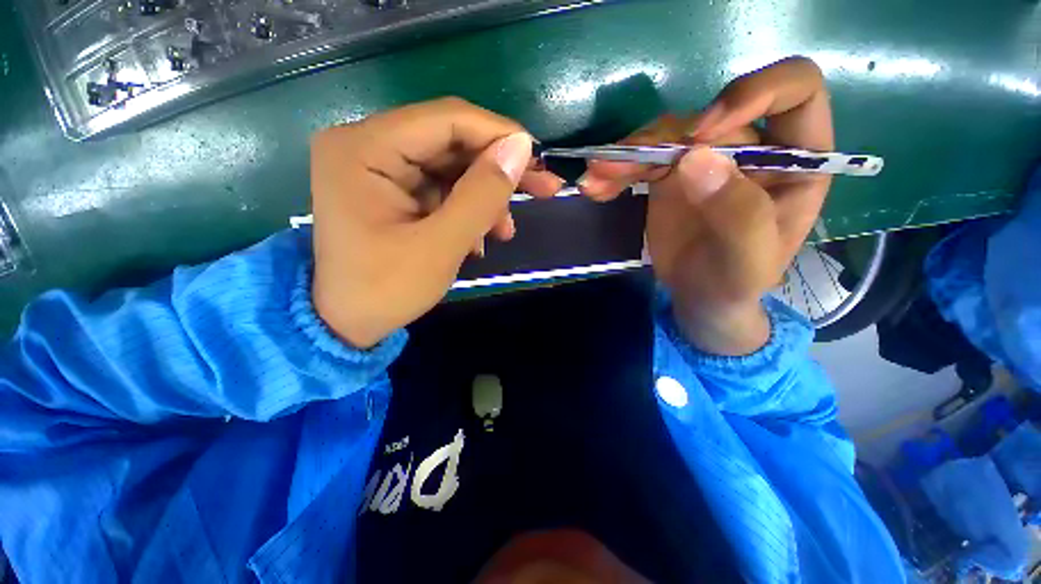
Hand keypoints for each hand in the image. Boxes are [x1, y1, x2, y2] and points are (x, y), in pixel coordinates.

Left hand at [311, 98, 562, 347]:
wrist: (348, 322)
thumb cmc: (386, 289)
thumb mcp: (442, 245)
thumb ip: (482, 194)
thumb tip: (521, 147)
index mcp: (364, 148)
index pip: (446, 119)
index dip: (499, 135)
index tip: (539, 161)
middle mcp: (366, 144)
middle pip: (451, 141)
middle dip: (498, 169)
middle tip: (543, 189)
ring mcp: (378, 166)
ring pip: (452, 167)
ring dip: (485, 197)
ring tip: (505, 231)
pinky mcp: (391, 188)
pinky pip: (441, 187)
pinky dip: (467, 209)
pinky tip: (479, 239)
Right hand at [577, 57, 833, 354]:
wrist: (700, 298)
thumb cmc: (735, 282)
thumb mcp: (747, 259)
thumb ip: (738, 212)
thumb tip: (694, 157)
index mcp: (795, 161)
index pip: (795, 91)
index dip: (753, 94)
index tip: (700, 134)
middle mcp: (752, 149)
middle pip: (706, 117)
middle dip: (657, 140)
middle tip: (617, 167)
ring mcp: (707, 161)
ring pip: (664, 136)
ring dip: (625, 154)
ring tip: (594, 180)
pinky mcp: (671, 177)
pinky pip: (640, 160)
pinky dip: (615, 171)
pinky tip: (595, 188)